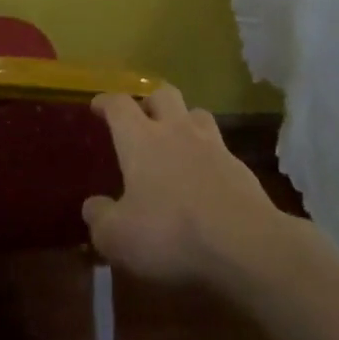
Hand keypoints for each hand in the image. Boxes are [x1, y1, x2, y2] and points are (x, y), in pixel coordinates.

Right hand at [82, 83, 281, 285]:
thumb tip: (93, 206)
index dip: (106, 102)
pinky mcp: (241, 169)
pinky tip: (206, 176)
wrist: (246, 245)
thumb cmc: (170, 233)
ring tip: (177, 139)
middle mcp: (176, 131)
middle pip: (163, 94)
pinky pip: (220, 148)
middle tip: (141, 117)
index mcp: (140, 139)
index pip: (119, 105)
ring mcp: (213, 146)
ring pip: (197, 114)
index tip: (98, 106)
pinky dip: (209, 155)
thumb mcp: (118, 237)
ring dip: (184, 120)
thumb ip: (100, 219)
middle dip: (149, 100)